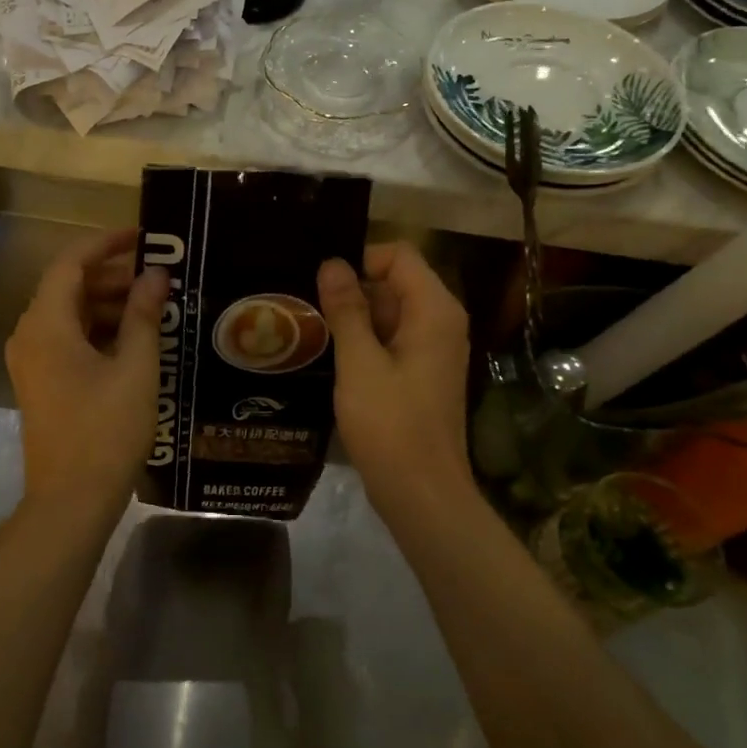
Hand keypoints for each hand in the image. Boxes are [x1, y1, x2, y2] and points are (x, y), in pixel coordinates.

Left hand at [6, 229, 169, 522]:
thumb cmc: (106, 430)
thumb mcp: (134, 368)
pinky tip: (134, 338)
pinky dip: (97, 330)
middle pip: (68, 288)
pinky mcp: (41, 382)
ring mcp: (32, 361)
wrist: (71, 499)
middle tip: (157, 275)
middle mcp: (30, 335)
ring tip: (153, 305)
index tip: (144, 236)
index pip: (71, 264)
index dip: (106, 244)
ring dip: (107, 304)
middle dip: (112, 276)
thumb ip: (143, 315)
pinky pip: (67, 340)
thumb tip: (155, 274)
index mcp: (46, 324)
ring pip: (69, 315)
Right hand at [317, 242, 474, 518]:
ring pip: (390, 313)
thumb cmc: (391, 424)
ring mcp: (433, 349)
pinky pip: (392, 340)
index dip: (359, 260)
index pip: (399, 255)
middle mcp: (441, 322)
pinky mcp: (421, 374)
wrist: (421, 492)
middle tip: (305, 307)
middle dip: (351, 290)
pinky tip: (330, 358)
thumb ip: (347, 310)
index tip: (320, 284)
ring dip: (353, 318)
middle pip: (394, 282)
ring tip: (308, 330)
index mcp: (434, 310)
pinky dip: (364, 342)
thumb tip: (332, 263)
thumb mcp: (359, 363)